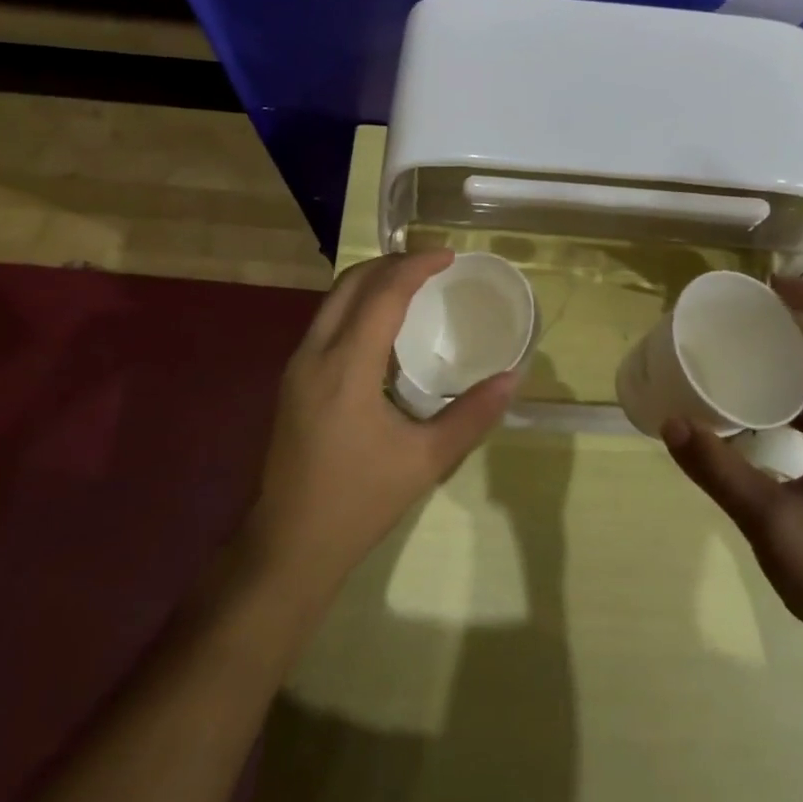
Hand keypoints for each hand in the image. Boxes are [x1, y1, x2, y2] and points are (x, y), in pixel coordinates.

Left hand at [244, 250, 517, 596]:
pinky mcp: (292, 381)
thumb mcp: (426, 461)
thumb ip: (472, 415)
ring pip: (333, 300)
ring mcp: (296, 367)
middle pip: (350, 283)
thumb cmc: (359, 502)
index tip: (449, 256)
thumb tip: (513, 378)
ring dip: (372, 282)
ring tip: (413, 284)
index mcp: (346, 367)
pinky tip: (384, 326)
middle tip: (432, 264)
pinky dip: (357, 305)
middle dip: (391, 263)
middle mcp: (314, 354)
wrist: (289, 546)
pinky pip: (326, 322)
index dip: (416, 266)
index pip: (382, 294)